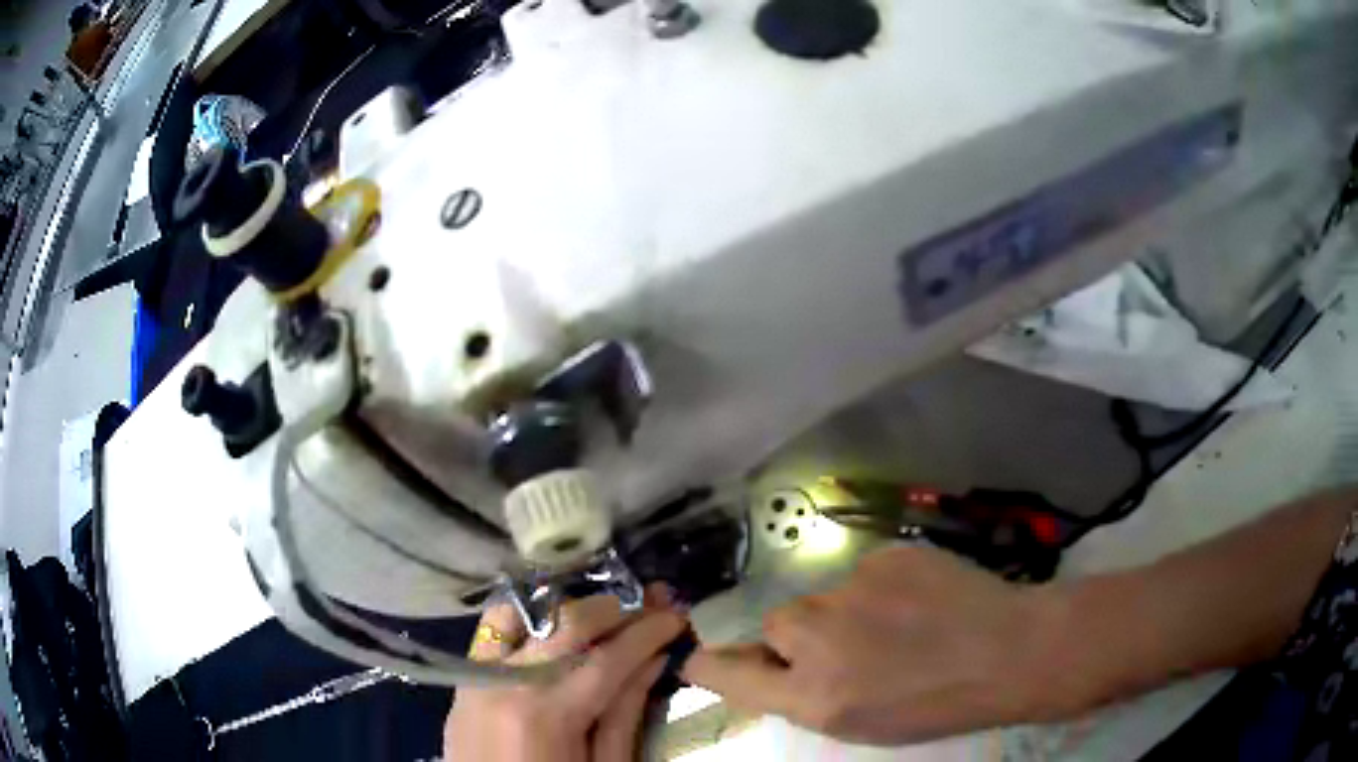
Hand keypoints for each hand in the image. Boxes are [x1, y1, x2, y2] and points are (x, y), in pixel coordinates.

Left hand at [444, 585, 686, 761]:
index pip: (609, 657)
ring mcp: (477, 674)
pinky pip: (492, 629)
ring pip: (527, 611)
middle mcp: (507, 682)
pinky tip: (553, 623)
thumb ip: (625, 713)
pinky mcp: (462, 677)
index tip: (676, 616)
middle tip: (650, 606)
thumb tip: (654, 658)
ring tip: (605, 617)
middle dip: (617, 608)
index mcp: (547, 715)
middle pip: (569, 622)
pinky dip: (527, 616)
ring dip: (571, 607)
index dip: (648, 631)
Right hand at [682, 545, 1072, 744]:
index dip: (710, 663)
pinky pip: (864, 571)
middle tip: (851, 648)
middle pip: (777, 623)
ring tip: (897, 624)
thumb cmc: (936, 704)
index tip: (703, 657)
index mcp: (813, 695)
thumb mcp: (860, 722)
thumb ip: (805, 695)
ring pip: (824, 595)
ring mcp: (854, 589)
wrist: (1008, 651)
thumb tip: (771, 667)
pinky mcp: (886, 555)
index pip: (726, 671)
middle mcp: (820, 639)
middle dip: (801, 636)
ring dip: (845, 610)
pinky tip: (919, 599)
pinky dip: (881, 586)